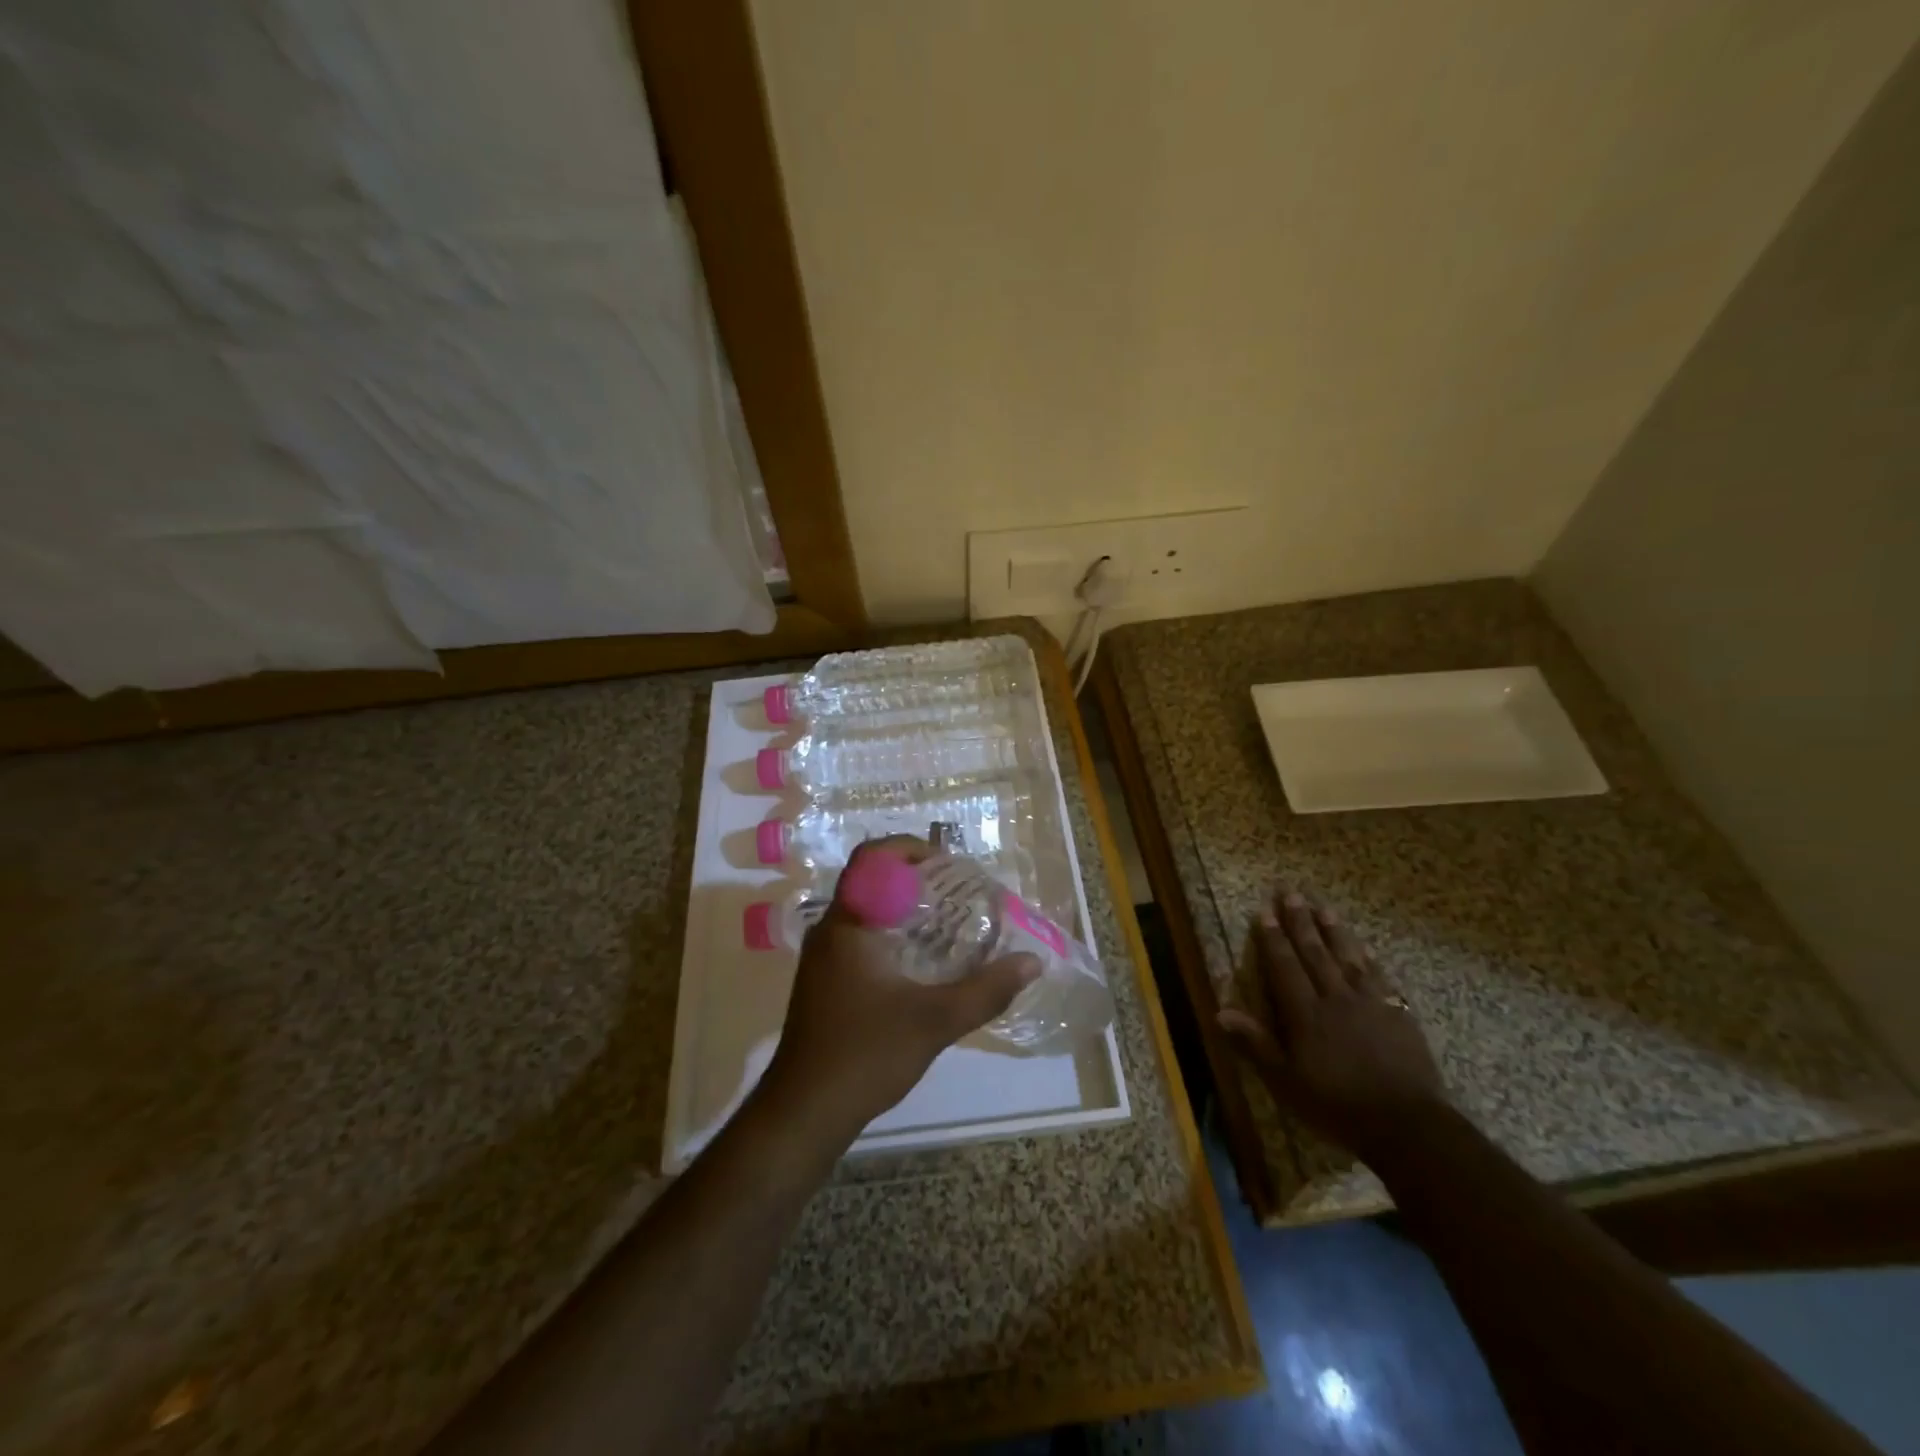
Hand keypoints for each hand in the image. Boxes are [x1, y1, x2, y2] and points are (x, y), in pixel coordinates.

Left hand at [757, 838, 1040, 1152]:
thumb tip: (1031, 962)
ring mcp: (824, 958)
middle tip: (958, 891)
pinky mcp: (826, 982)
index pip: (872, 858)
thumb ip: (985, 990)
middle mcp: (830, 930)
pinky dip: (892, 934)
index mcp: (848, 924)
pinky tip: (922, 962)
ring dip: (904, 908)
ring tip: (948, 921)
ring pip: (866, 911)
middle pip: (872, 881)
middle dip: (915, 879)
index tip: (949, 863)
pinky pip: (861, 937)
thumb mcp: (934, 1021)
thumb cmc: (865, 1054)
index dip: (910, 848)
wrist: (804, 1112)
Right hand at [1218, 885, 1444, 1164]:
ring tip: (1324, 909)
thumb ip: (1255, 1044)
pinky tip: (1364, 949)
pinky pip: (1379, 977)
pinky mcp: (1398, 1015)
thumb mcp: (1285, 1082)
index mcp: (1305, 1013)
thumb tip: (1220, 1011)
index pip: (1284, 966)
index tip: (1264, 911)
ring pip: (1348, 958)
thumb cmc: (1337, 1106)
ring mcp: (1370, 1004)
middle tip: (1291, 894)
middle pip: (1315, 953)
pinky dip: (1368, 959)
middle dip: (1300, 922)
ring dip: (1334, 932)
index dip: (1273, 938)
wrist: (1407, 1126)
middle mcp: (1335, 998)